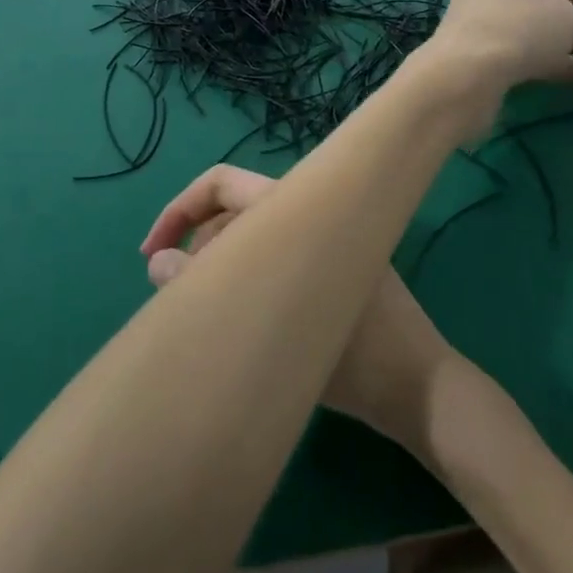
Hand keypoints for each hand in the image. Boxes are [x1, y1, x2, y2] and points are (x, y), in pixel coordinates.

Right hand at [142, 165, 456, 448]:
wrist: (422, 390)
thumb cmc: (356, 359)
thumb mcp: (274, 330)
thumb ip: (210, 291)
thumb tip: (157, 265)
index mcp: (297, 210)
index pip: (223, 182)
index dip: (179, 209)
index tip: (150, 254)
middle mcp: (309, 215)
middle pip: (232, 210)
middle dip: (195, 244)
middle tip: (174, 297)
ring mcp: (322, 242)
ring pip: (252, 236)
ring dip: (219, 264)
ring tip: (199, 311)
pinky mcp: (329, 270)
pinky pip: (274, 258)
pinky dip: (247, 278)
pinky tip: (235, 319)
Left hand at [412, 0, 572, 142]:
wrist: (468, 73)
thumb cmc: (520, 26)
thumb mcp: (562, 14)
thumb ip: (572, 15)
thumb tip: (567, 20)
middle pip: (539, 5)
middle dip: (572, 20)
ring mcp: (486, 27)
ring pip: (535, 33)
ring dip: (570, 44)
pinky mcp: (485, 59)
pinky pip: (528, 57)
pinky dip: (560, 64)